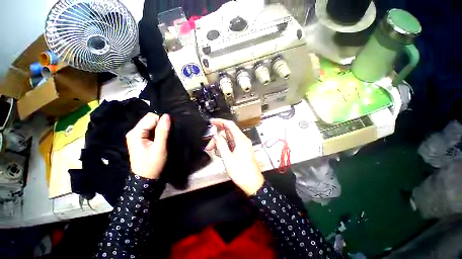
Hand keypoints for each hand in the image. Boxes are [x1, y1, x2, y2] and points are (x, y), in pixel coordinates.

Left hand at [126, 113, 170, 178]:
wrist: (146, 177)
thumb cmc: (153, 163)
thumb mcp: (160, 147)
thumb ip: (163, 131)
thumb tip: (167, 115)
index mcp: (136, 133)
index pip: (151, 117)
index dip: (161, 121)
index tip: (167, 130)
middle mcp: (134, 131)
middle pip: (150, 119)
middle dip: (160, 124)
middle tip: (166, 135)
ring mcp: (136, 135)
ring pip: (151, 124)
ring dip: (159, 128)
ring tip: (164, 137)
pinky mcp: (141, 139)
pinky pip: (151, 129)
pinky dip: (157, 131)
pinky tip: (160, 138)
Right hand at [206, 119, 263, 195]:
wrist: (253, 183)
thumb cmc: (241, 172)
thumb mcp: (228, 158)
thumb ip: (221, 145)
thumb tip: (216, 135)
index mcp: (240, 139)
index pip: (230, 124)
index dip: (220, 122)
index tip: (211, 122)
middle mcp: (242, 140)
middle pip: (228, 132)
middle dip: (217, 137)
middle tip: (209, 146)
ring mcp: (243, 145)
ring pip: (229, 138)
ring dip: (220, 143)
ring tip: (214, 151)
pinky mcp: (242, 150)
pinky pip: (231, 144)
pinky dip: (225, 146)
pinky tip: (220, 153)